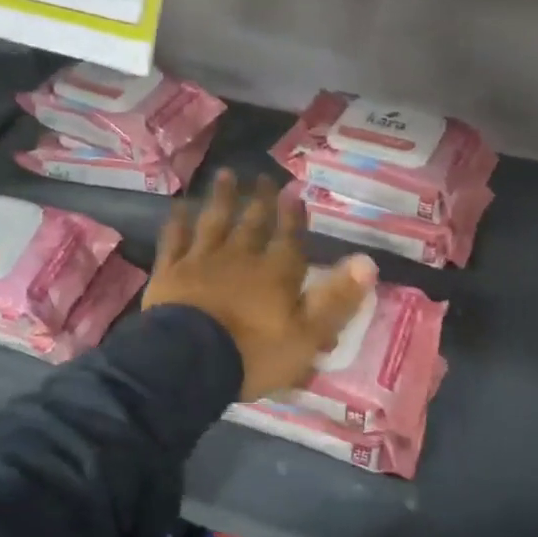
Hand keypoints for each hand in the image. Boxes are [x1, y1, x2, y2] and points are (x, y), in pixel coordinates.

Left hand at [145, 169, 377, 401]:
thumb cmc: (253, 354)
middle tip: (263, 176)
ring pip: (214, 222)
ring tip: (225, 174)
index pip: (289, 238)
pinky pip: (174, 239)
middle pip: (252, 223)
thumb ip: (336, 299)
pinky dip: (177, 222)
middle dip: (260, 199)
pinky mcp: (169, 271)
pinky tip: (178, 207)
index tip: (294, 191)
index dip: (293, 215)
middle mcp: (240, 257)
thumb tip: (368, 262)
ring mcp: (201, 260)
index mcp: (275, 273)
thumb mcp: (306, 336)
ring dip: (221, 198)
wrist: (188, 361)